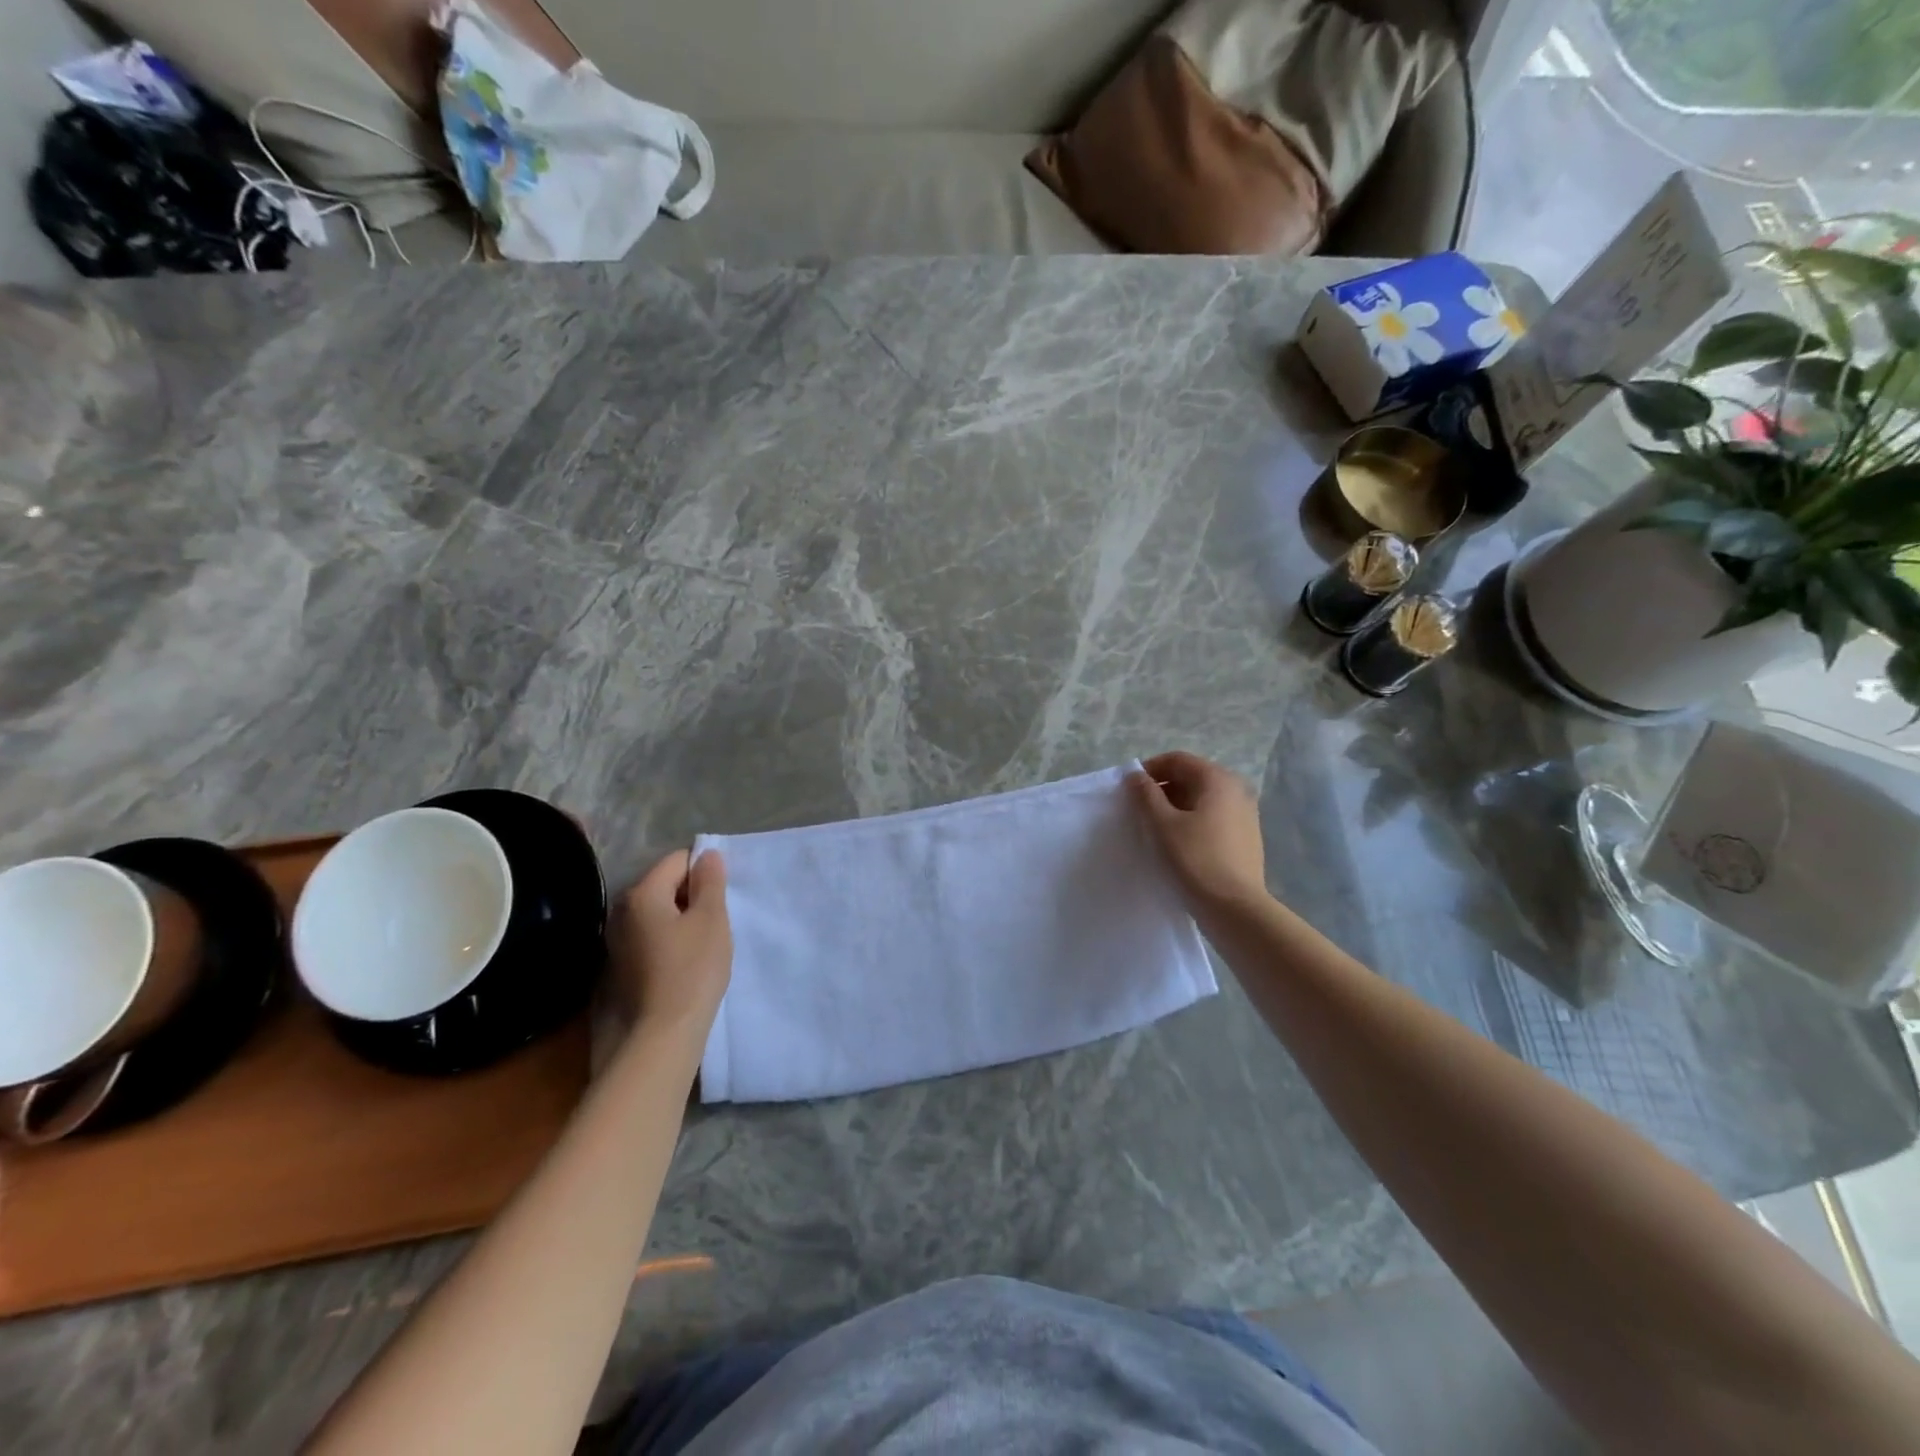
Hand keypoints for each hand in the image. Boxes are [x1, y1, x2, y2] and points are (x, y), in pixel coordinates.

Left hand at [607, 849, 731, 1042]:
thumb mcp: (712, 919)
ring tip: (702, 943)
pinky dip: (668, 939)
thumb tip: (707, 855)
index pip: (678, 860)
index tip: (721, 899)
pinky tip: (684, 961)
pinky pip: (650, 935)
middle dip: (691, 895)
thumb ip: (710, 882)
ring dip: (680, 918)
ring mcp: (617, 939)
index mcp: (642, 893)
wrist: (662, 1033)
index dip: (704, 872)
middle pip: (664, 884)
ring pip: (657, 912)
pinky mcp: (620, 964)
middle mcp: (621, 911)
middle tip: (715, 921)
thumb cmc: (693, 969)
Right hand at [1129, 751, 1267, 911]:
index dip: (1150, 769)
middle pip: (1192, 776)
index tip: (1129, 789)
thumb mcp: (1162, 824)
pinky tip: (1178, 843)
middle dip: (1163, 788)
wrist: (1235, 908)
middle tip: (1139, 809)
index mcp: (1217, 779)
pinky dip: (1192, 820)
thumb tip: (1135, 776)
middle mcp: (1237, 789)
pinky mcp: (1246, 836)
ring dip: (1176, 805)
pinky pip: (1213, 817)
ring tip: (1156, 828)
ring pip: (1202, 798)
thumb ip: (1146, 794)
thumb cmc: (1194, 859)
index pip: (1177, 760)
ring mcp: (1245, 813)